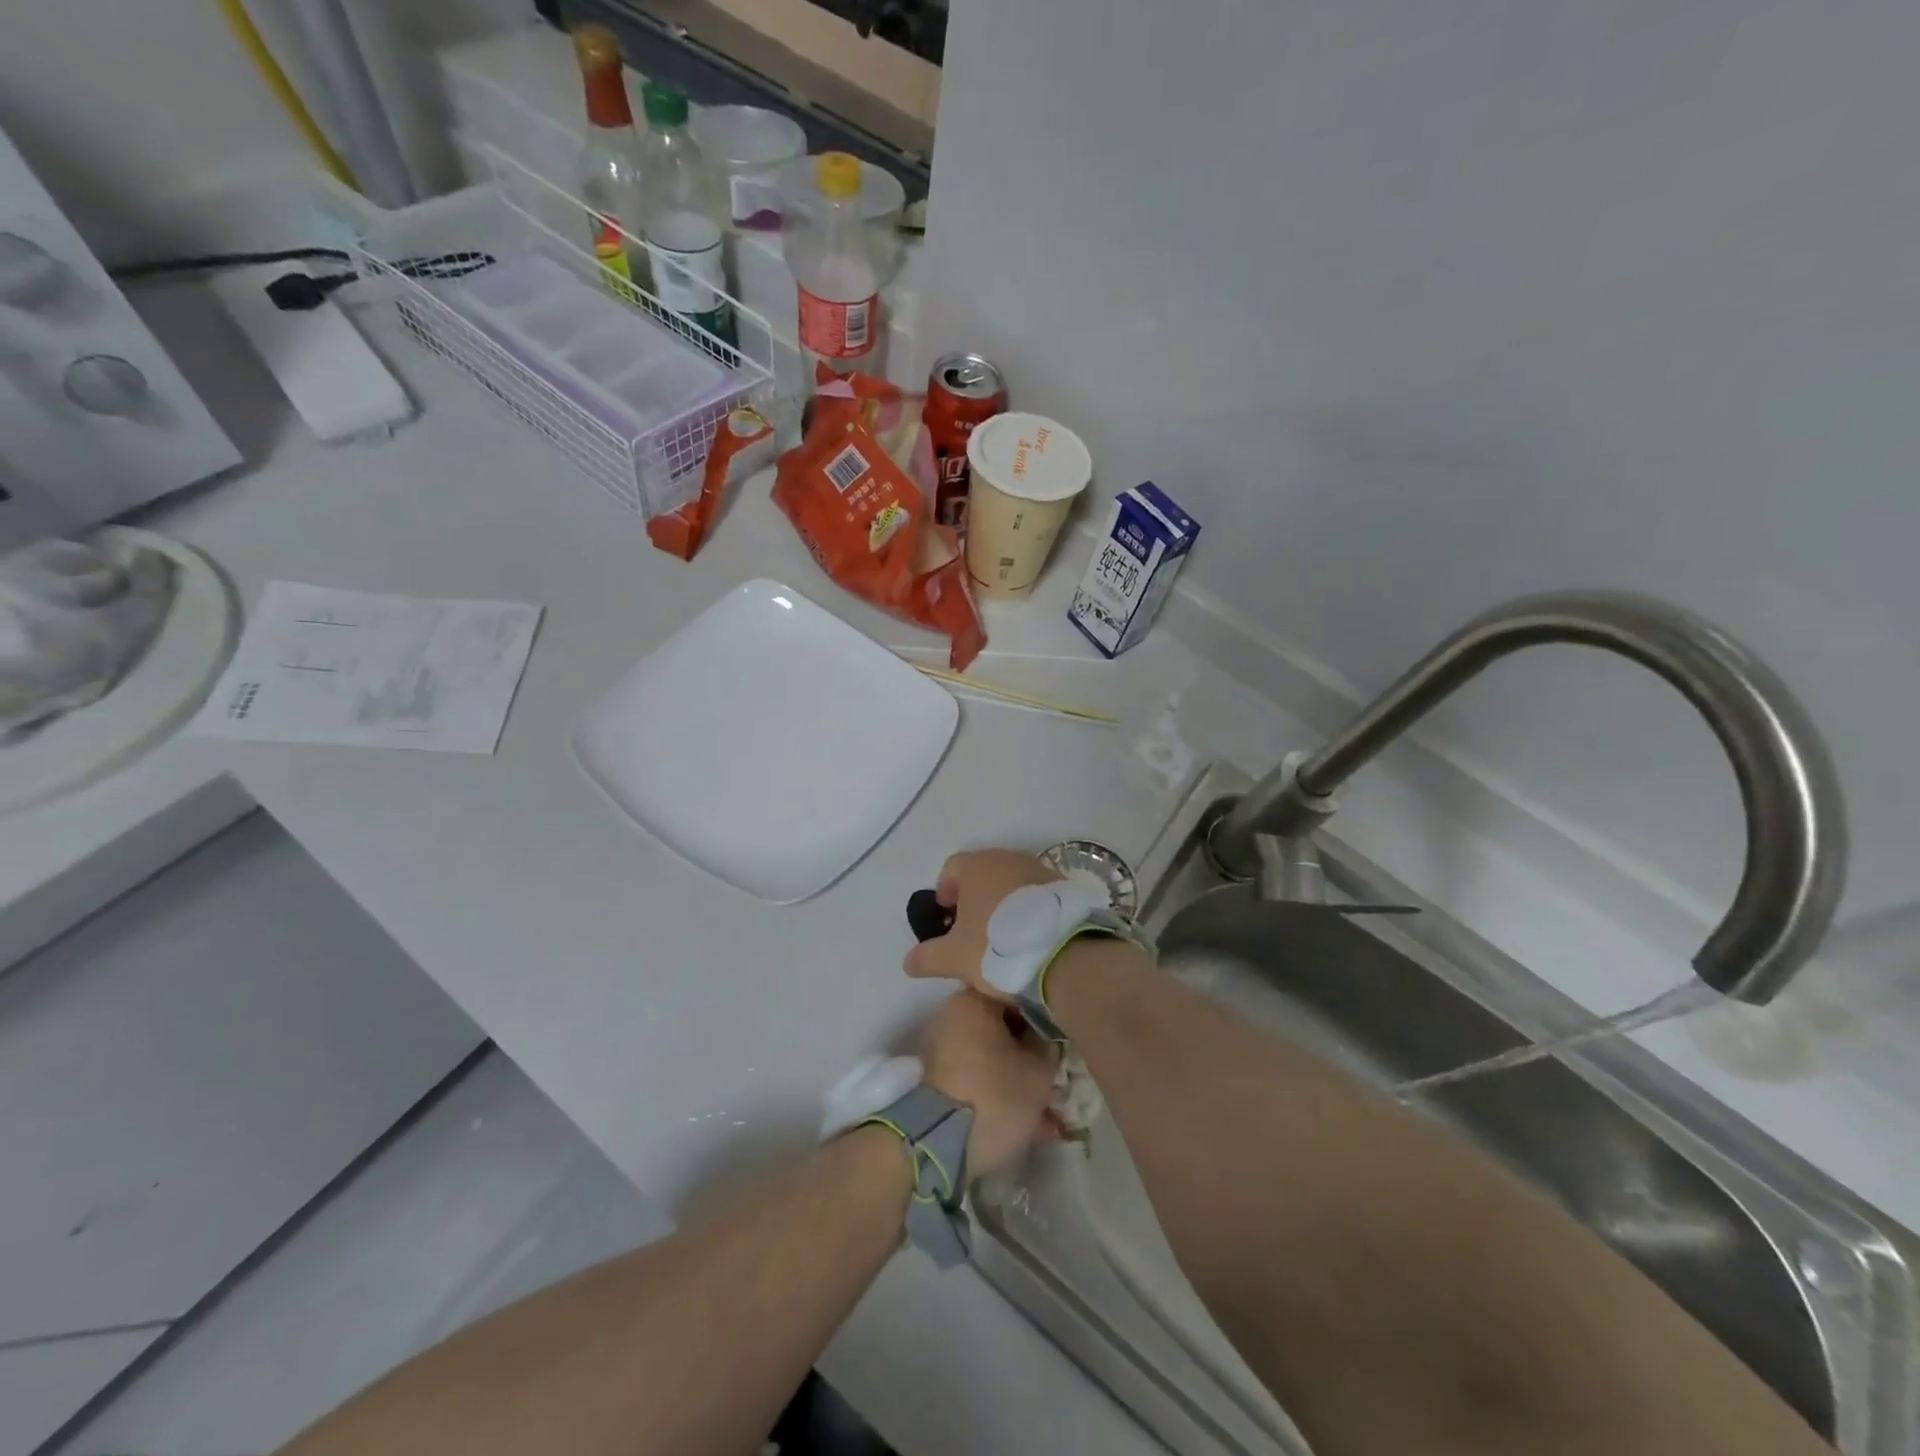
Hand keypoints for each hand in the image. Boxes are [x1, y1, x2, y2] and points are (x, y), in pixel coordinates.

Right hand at [904, 849, 1061, 999]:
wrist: (1064, 953)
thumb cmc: (997, 947)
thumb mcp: (954, 958)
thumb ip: (927, 957)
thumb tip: (908, 962)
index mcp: (976, 866)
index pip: (951, 868)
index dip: (944, 891)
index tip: (946, 919)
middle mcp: (1007, 857)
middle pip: (982, 872)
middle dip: (974, 897)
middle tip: (972, 930)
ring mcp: (1039, 868)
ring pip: (1011, 881)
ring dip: (1003, 902)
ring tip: (1003, 937)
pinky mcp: (1064, 886)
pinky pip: (1037, 893)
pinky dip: (1030, 909)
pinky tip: (1032, 937)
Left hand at [918, 991, 1057, 1179]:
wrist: (938, 1146)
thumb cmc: (994, 1095)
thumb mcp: (1039, 1068)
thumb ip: (1049, 1044)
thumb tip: (1048, 1038)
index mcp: (973, 999)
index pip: (1019, 993)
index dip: (1047, 1015)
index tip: (1064, 1038)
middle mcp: (953, 1015)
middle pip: (1005, 1025)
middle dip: (1032, 1051)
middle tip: (1058, 1074)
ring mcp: (943, 1047)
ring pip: (994, 1054)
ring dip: (1020, 1076)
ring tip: (1049, 1110)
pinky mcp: (939, 1079)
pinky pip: (980, 1076)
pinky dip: (1002, 1092)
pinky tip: (1031, 1122)